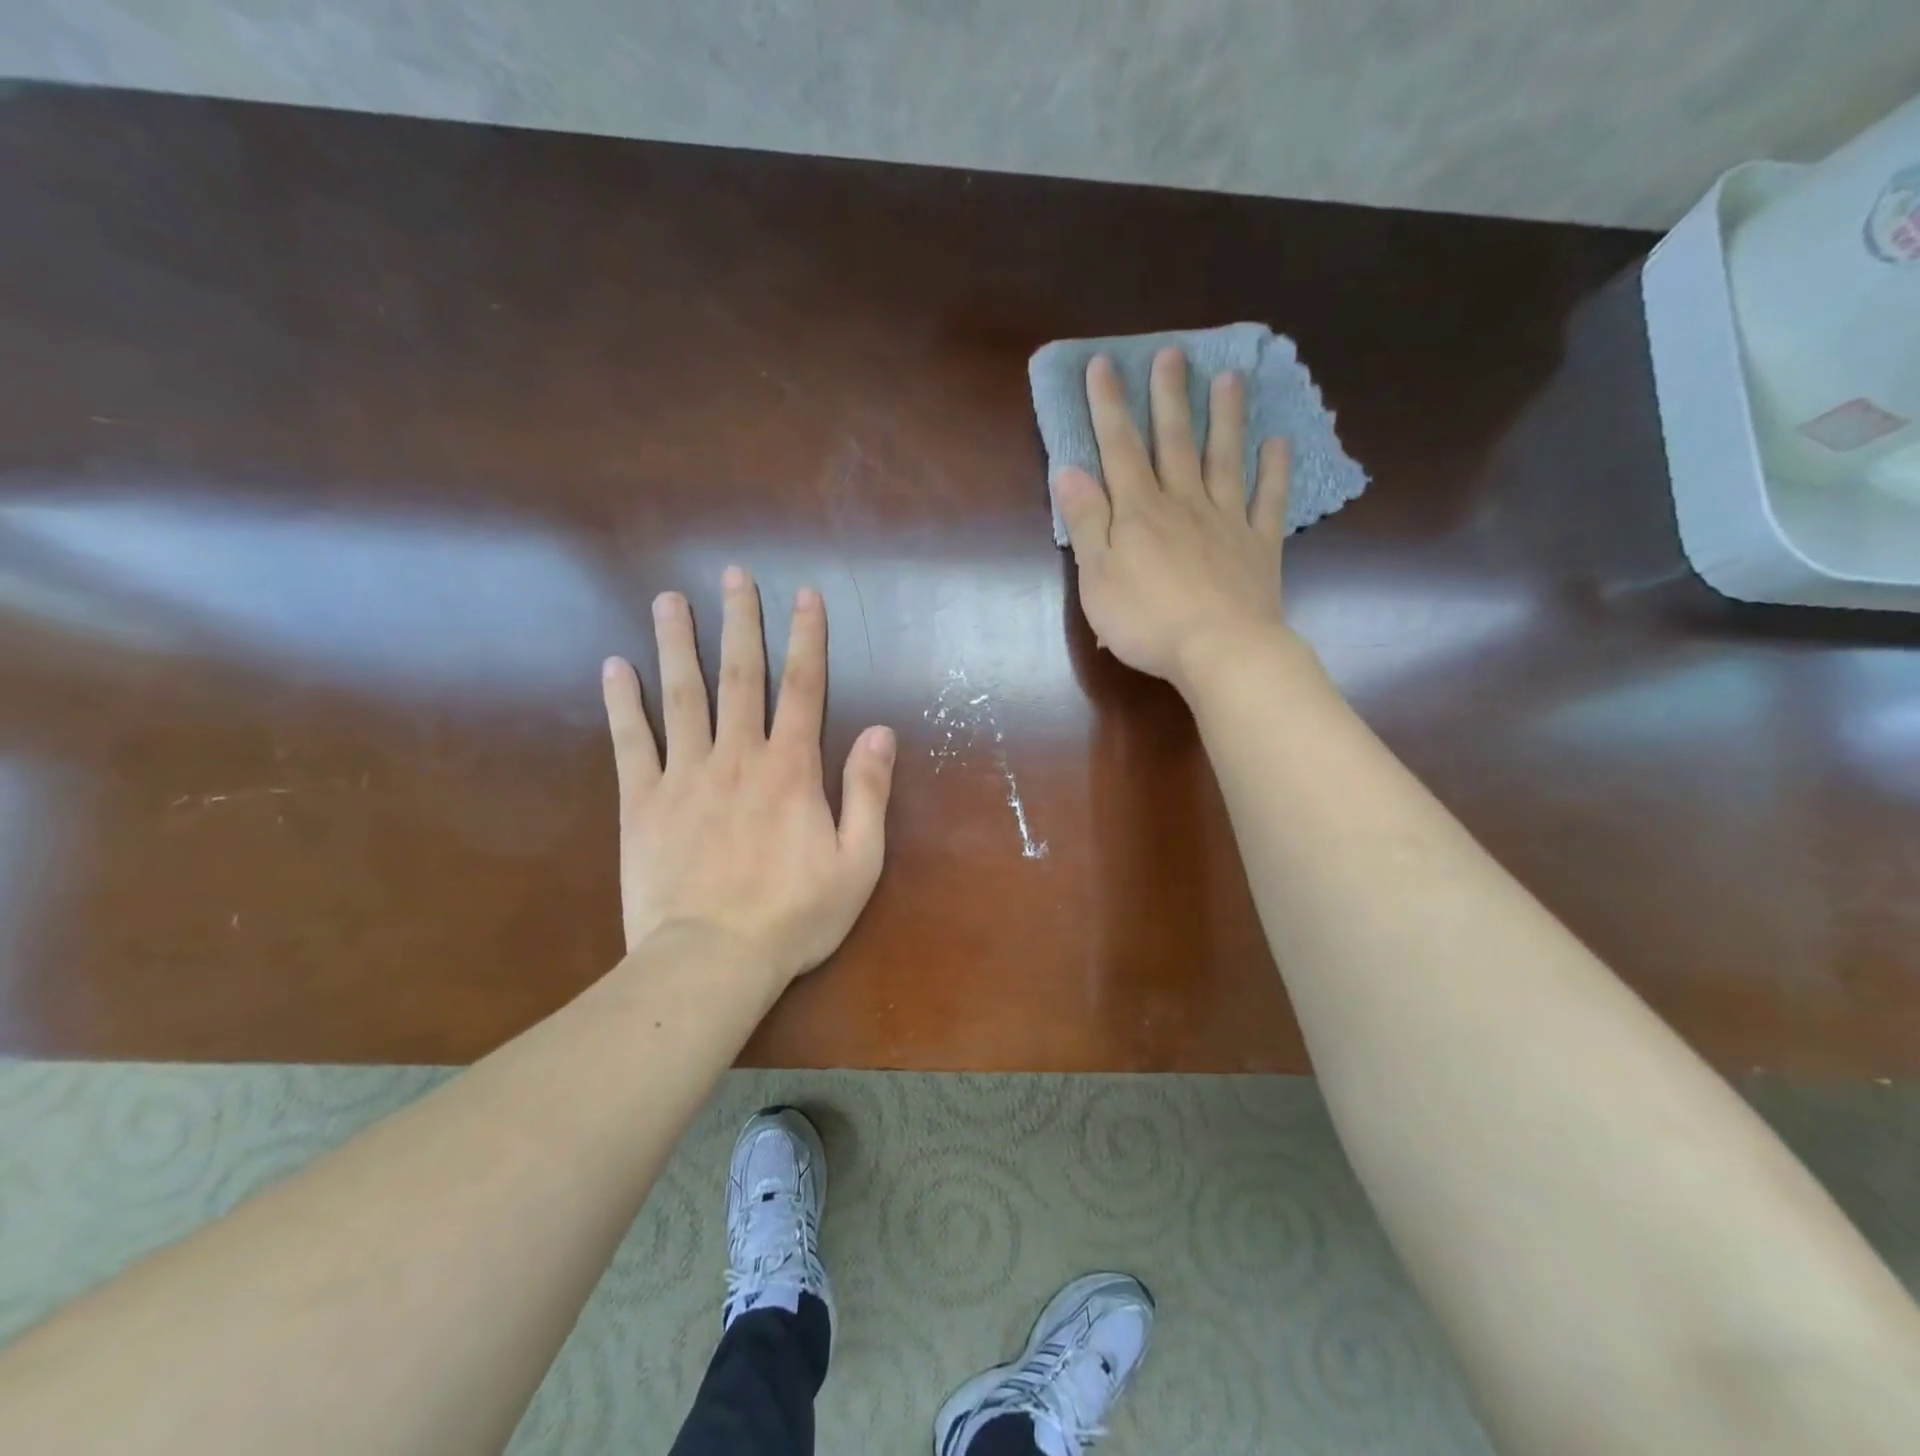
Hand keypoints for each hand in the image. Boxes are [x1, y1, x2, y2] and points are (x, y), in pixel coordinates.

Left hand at [600, 567, 895, 985]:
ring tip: (669, 600)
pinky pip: (630, 742)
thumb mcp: (857, 862)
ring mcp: (684, 775)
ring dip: (677, 644)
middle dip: (739, 622)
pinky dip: (622, 703)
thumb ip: (868, 792)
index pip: (803, 688)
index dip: (806, 638)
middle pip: (740, 676)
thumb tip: (880, 731)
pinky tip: (614, 668)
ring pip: (681, 696)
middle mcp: (737, 757)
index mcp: (791, 769)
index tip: (803, 595)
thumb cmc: (794, 916)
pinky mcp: (642, 802)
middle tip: (732, 575)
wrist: (710, 961)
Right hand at [1053, 348, 1292, 689]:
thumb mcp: (1097, 577)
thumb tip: (1068, 470)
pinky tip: (1278, 443)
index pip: (1120, 448)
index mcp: (1139, 512)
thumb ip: (1084, 522)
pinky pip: (1268, 500)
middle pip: (1175, 441)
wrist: (1219, 650)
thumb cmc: (1146, 621)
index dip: (1109, 405)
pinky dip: (1274, 470)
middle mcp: (1183, 503)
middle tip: (1172, 354)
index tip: (1103, 364)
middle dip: (1169, 397)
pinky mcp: (1258, 545)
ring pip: (1224, 459)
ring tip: (1229, 378)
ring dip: (1225, 417)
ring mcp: (1226, 520)